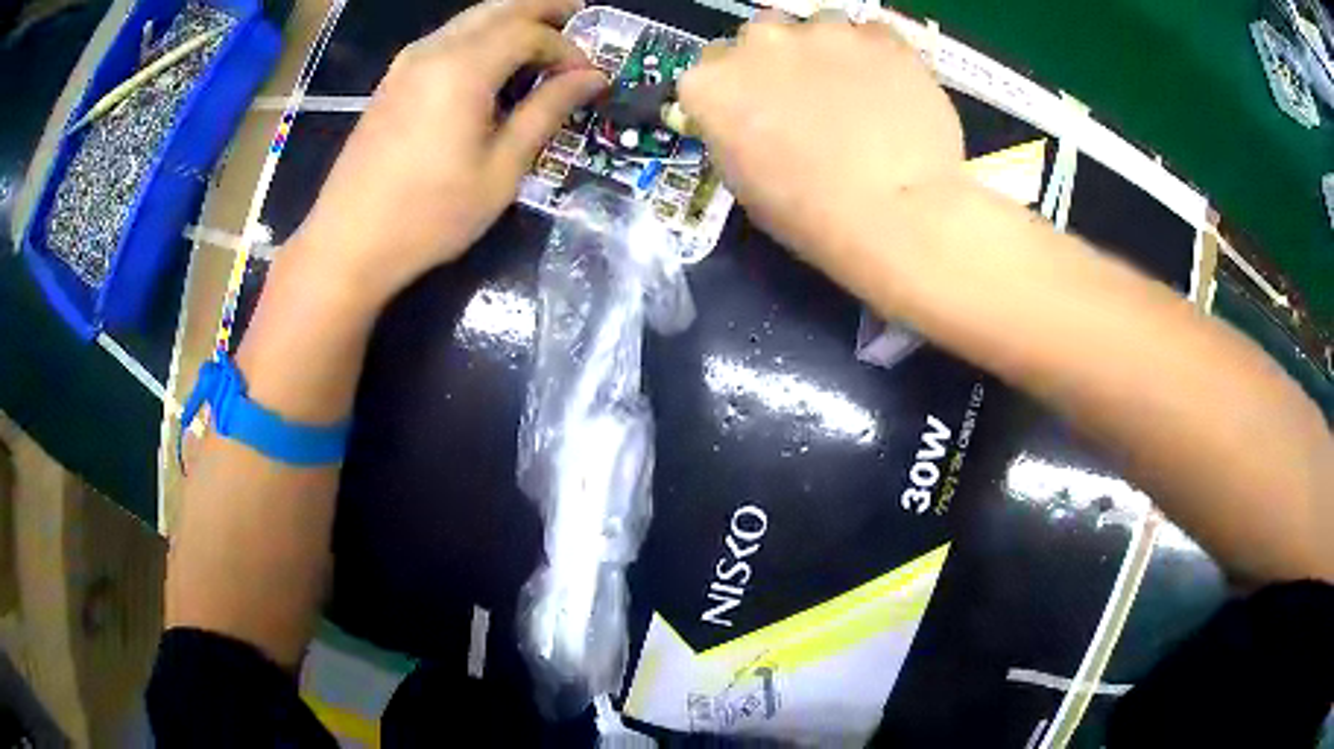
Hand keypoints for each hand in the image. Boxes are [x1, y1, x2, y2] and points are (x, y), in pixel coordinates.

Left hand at [288, 0, 606, 312]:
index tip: (588, 77)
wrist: (347, 244)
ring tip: (543, 37)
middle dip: (542, 8)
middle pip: (497, 9)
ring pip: (469, 20)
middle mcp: (433, 50)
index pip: (529, 32)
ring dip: (509, 20)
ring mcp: (406, 64)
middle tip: (577, 15)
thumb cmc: (429, 215)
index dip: (566, 48)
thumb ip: (546, 111)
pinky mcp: (392, 82)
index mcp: (463, 67)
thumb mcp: (501, 169)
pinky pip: (446, 40)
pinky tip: (494, 62)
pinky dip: (480, 38)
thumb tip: (591, 78)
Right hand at [678, 12, 964, 294]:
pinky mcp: (880, 35)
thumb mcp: (745, 184)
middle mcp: (759, 42)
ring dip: (827, 53)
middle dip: (776, 62)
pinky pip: (871, 37)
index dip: (735, 93)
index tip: (755, 114)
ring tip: (857, 96)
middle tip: (807, 101)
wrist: (900, 215)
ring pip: (818, 27)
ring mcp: (823, 31)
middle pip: (760, 36)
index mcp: (713, 84)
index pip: (710, 71)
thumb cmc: (812, 216)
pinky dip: (876, 58)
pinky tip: (892, 94)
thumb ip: (735, 132)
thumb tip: (749, 118)